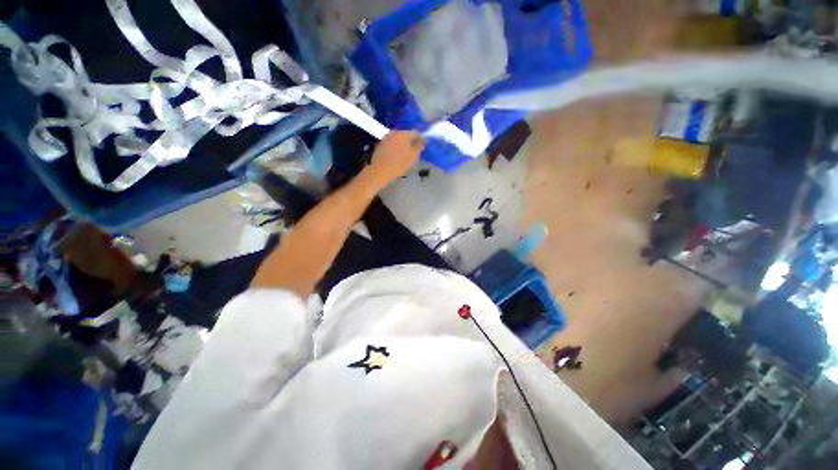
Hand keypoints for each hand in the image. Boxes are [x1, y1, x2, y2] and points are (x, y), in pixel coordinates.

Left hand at [367, 131, 424, 184]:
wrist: (380, 171)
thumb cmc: (399, 164)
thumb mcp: (413, 156)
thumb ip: (419, 146)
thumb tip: (422, 141)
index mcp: (404, 134)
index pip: (416, 133)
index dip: (420, 139)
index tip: (422, 146)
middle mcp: (394, 132)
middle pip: (406, 135)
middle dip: (410, 141)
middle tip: (413, 151)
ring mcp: (386, 137)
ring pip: (397, 139)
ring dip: (402, 145)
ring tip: (404, 155)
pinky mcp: (380, 144)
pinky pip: (391, 143)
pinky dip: (394, 148)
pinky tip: (395, 156)